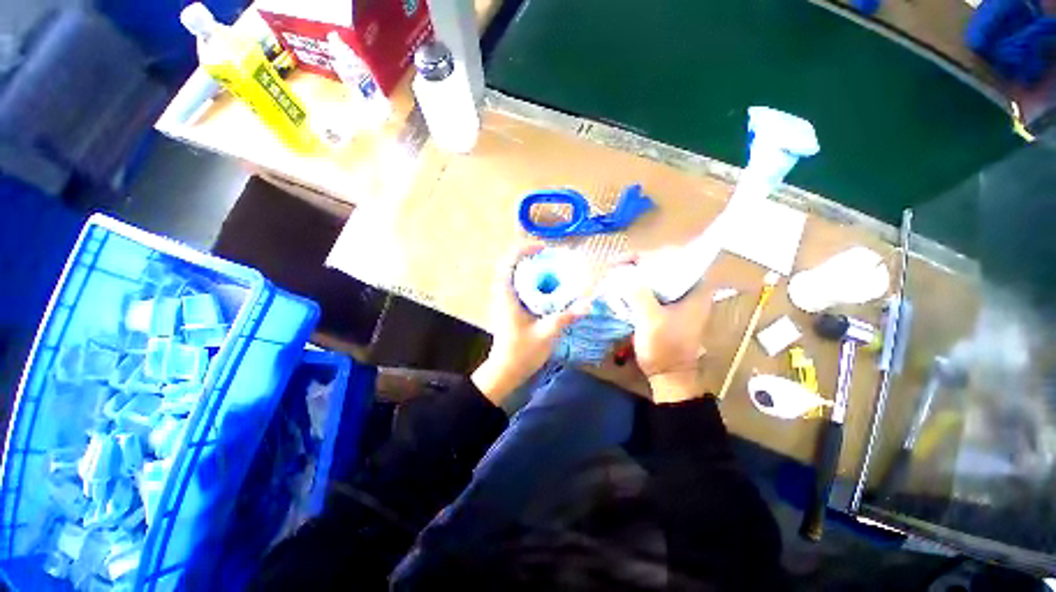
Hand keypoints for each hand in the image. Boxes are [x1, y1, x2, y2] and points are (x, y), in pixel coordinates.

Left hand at [472, 245, 588, 404]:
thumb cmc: (522, 352)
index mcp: (506, 295)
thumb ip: (566, 317)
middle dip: (530, 256)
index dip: (524, 250)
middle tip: (552, 257)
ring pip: (514, 274)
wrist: (505, 371)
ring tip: (551, 268)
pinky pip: (518, 285)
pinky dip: (531, 279)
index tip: (544, 248)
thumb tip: (588, 303)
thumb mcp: (546, 333)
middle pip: (511, 264)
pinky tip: (547, 287)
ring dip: (530, 267)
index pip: (508, 262)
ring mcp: (503, 300)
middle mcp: (501, 293)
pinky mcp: (508, 307)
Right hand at [619, 263, 713, 403]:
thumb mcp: (650, 319)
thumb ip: (638, 293)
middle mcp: (690, 292)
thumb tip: (622, 273)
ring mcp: (679, 302)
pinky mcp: (668, 311)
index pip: (673, 258)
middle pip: (663, 267)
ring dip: (636, 277)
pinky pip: (652, 292)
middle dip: (638, 265)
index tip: (624, 261)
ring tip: (616, 277)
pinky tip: (622, 291)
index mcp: (695, 290)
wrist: (669, 376)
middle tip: (616, 268)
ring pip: (656, 280)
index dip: (647, 256)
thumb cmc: (664, 348)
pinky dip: (637, 289)